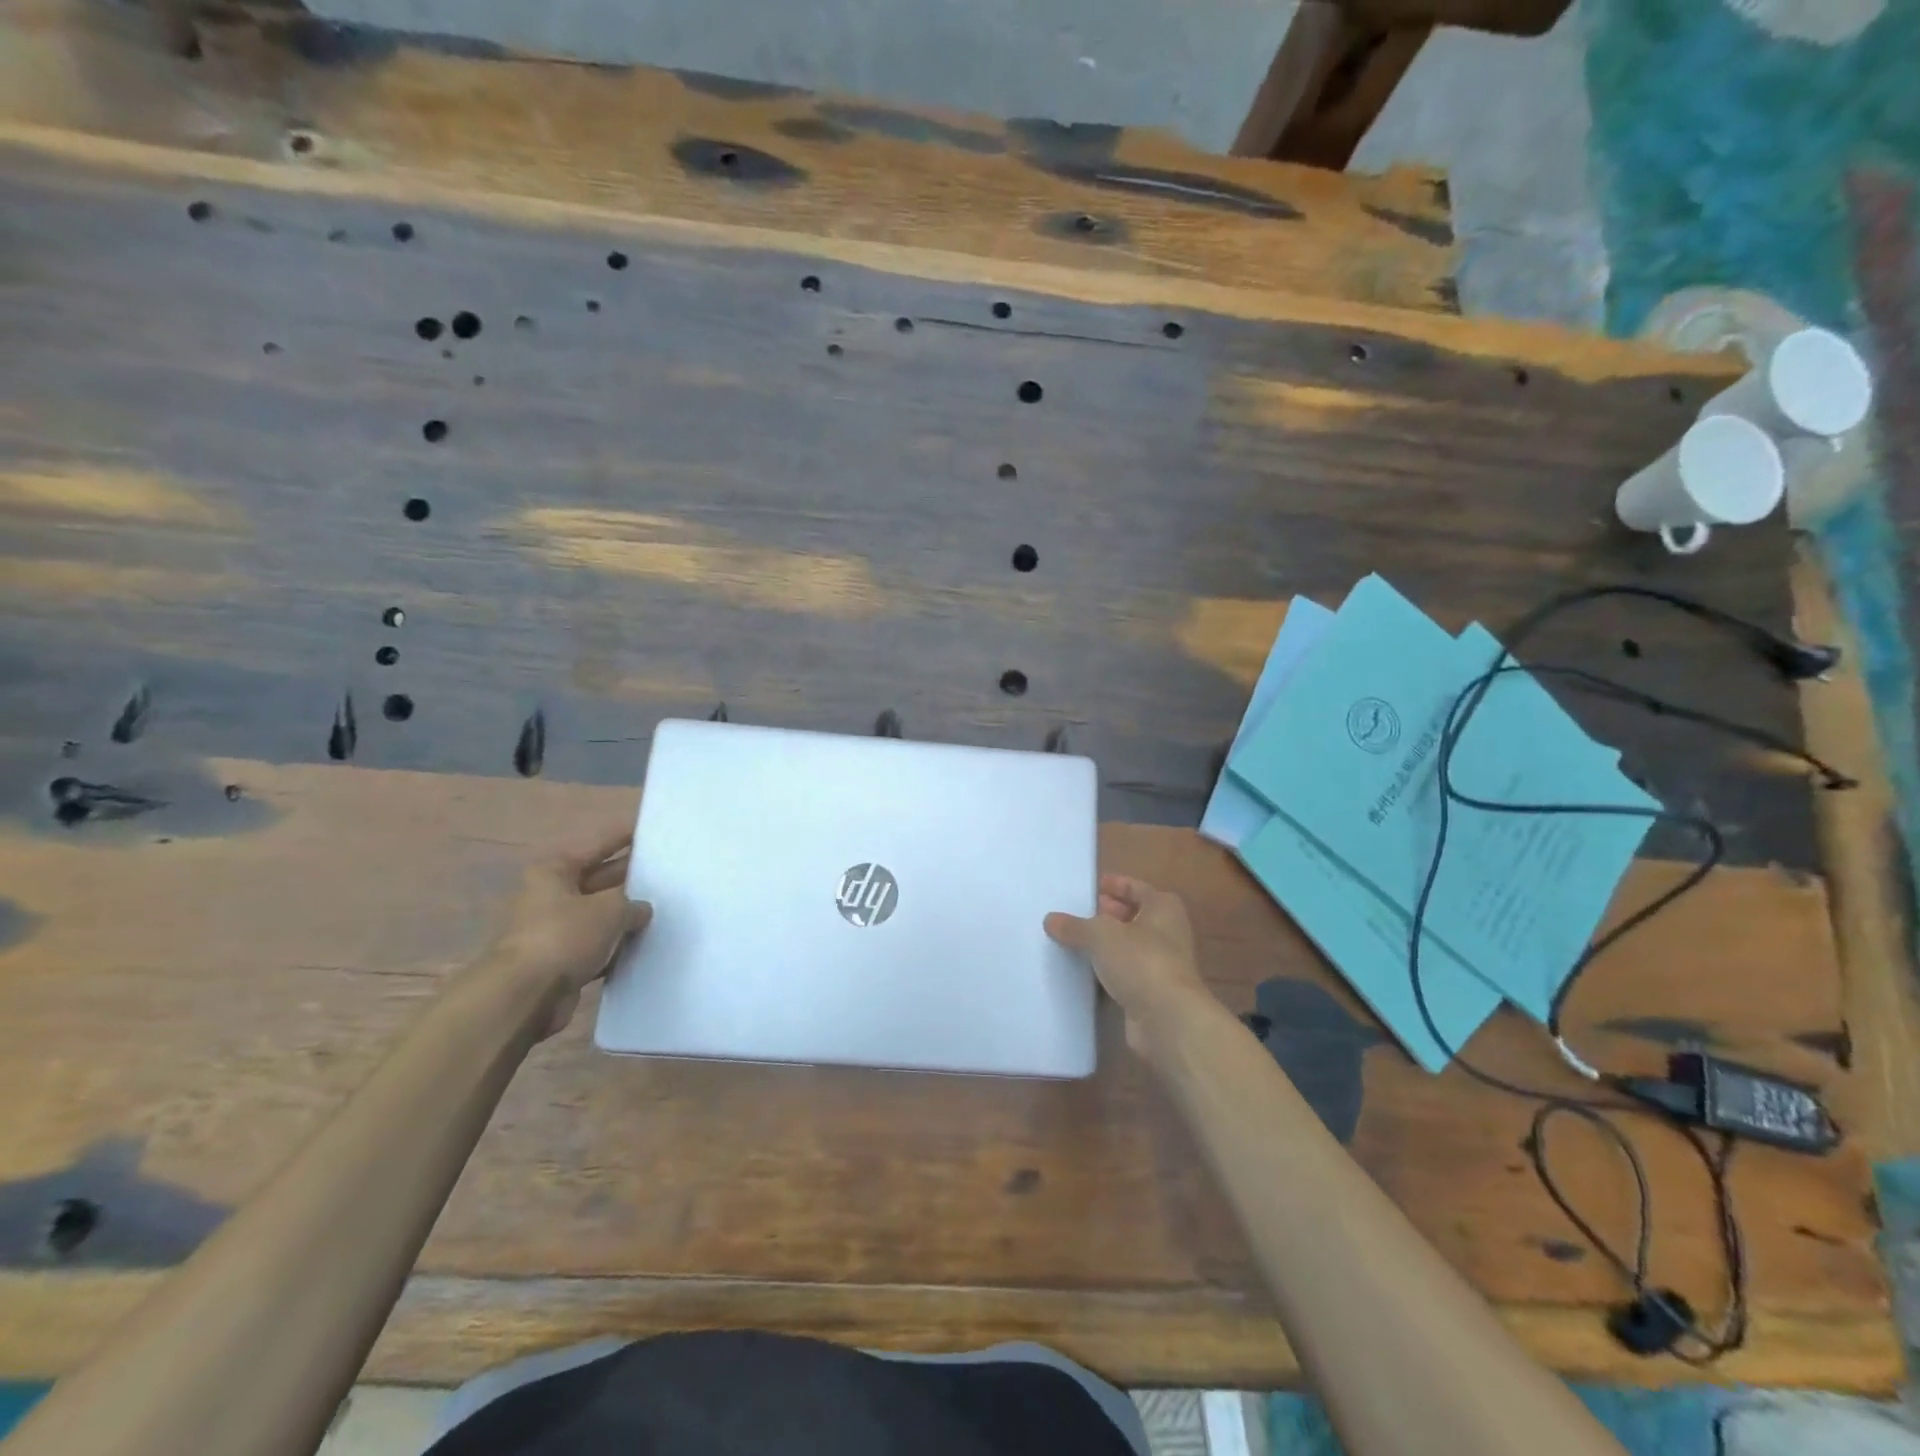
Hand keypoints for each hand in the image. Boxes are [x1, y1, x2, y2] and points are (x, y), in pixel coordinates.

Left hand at [489, 825, 652, 1037]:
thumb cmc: (564, 936)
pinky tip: (646, 943)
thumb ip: (632, 904)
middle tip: (667, 872)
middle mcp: (551, 896)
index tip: (649, 830)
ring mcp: (555, 929)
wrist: (525, 995)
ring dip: (625, 915)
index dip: (624, 837)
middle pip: (599, 879)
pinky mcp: (561, 960)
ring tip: (664, 907)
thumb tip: (641, 910)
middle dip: (630, 878)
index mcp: (555, 871)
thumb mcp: (610, 909)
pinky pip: (598, 945)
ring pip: (600, 915)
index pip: (597, 845)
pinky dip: (617, 944)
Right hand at [1045, 874, 1214, 1054]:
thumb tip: (1050, 920)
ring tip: (1079, 940)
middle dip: (1112, 914)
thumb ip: (1075, 926)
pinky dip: (1111, 970)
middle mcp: (1169, 933)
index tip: (1096, 886)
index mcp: (1163, 908)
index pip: (1139, 888)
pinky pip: (1128, 973)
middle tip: (1084, 913)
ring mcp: (1163, 965)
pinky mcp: (1153, 993)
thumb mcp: (1100, 935)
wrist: (1168, 1019)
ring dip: (1110, 944)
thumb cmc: (1140, 961)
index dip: (1118, 885)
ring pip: (1132, 947)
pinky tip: (1088, 971)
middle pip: (1137, 917)